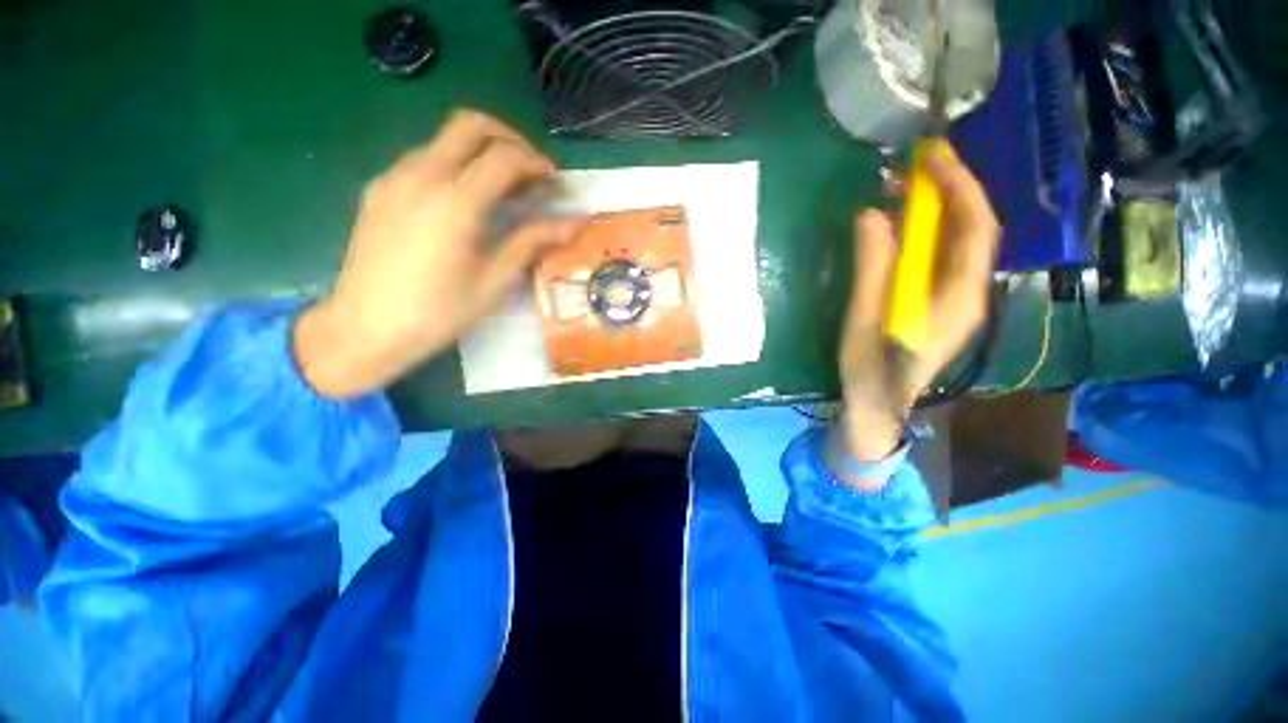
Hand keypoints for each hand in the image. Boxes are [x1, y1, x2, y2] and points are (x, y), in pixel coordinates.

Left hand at [293, 110, 584, 397]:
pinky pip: (425, 156)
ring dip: (482, 150)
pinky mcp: (380, 187)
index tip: (554, 182)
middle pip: (471, 124)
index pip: (504, 156)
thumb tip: (574, 224)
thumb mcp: (495, 280)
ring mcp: (395, 177)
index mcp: (455, 202)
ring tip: (503, 188)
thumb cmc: (439, 311)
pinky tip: (466, 199)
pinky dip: (456, 163)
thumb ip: (532, 242)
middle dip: (510, 139)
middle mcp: (422, 175)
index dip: (536, 163)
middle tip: (531, 171)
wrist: (365, 327)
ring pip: (445, 137)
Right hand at [838, 140, 999, 470]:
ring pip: (959, 241)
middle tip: (912, 166)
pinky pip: (942, 256)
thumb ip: (871, 271)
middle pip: (973, 229)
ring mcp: (957, 300)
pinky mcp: (941, 304)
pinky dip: (925, 232)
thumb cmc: (869, 372)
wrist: (878, 409)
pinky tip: (899, 226)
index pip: (975, 229)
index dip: (959, 187)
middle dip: (949, 190)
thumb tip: (871, 215)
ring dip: (935, 208)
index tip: (931, 157)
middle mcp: (969, 294)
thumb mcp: (862, 322)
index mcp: (958, 300)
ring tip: (900, 188)